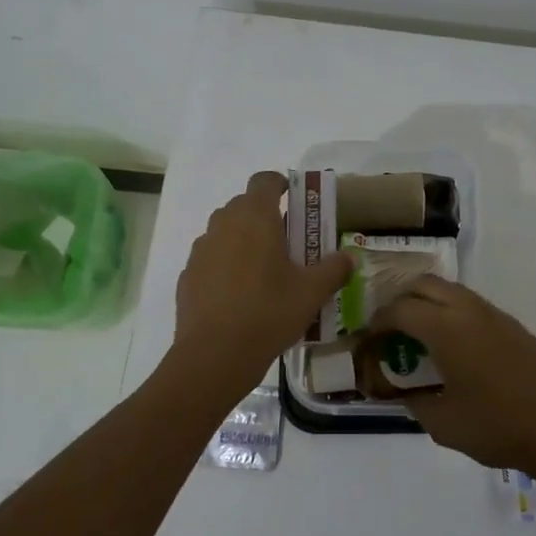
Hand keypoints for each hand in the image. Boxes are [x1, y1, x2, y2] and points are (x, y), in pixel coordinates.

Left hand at [171, 172, 352, 398]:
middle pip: (244, 205)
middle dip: (265, 217)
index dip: (281, 184)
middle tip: (288, 243)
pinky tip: (239, 296)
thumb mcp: (311, 293)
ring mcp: (201, 249)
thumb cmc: (268, 312)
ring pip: (226, 232)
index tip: (296, 201)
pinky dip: (225, 266)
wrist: (214, 354)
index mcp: (255, 217)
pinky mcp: (188, 275)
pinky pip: (212, 259)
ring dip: (244, 241)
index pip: (265, 180)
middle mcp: (223, 223)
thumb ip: (333, 269)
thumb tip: (348, 257)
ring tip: (264, 272)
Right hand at [369, 277, 535, 479]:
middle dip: (401, 301)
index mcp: (446, 329)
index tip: (368, 339)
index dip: (378, 321)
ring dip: (429, 304)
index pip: (400, 309)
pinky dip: (453, 314)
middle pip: (425, 285)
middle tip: (390, 329)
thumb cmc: (497, 428)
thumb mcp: (442, 423)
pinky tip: (455, 347)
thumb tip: (402, 391)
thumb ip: (414, 401)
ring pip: (452, 291)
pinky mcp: (514, 327)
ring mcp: (496, 316)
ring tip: (419, 336)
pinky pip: (473, 306)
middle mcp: (469, 311)